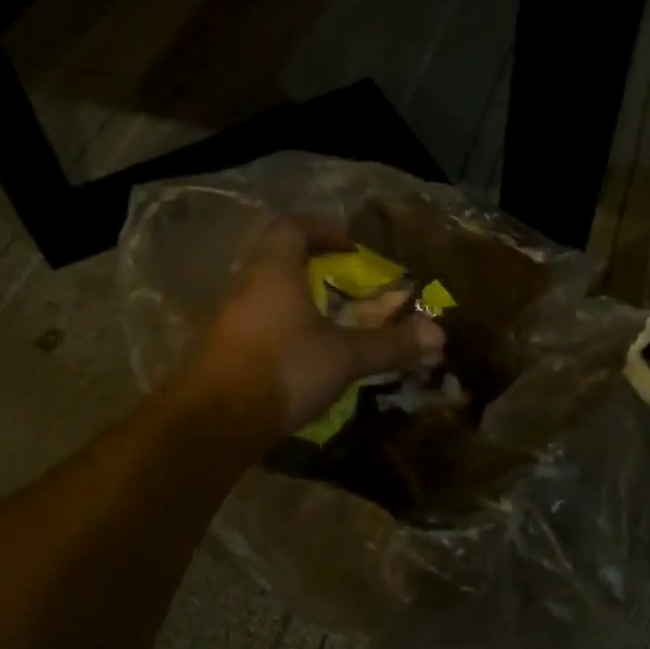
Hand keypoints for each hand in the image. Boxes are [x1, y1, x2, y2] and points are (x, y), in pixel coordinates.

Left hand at [180, 216, 444, 441]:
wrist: (211, 421)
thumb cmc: (282, 370)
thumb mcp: (344, 357)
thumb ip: (389, 344)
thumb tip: (438, 334)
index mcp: (273, 270)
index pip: (292, 227)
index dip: (322, 229)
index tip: (348, 246)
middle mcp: (243, 284)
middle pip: (272, 255)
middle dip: (306, 262)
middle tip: (337, 280)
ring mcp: (224, 316)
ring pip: (259, 290)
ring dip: (289, 295)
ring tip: (321, 318)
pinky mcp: (215, 348)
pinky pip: (250, 320)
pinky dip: (275, 324)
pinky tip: (294, 352)